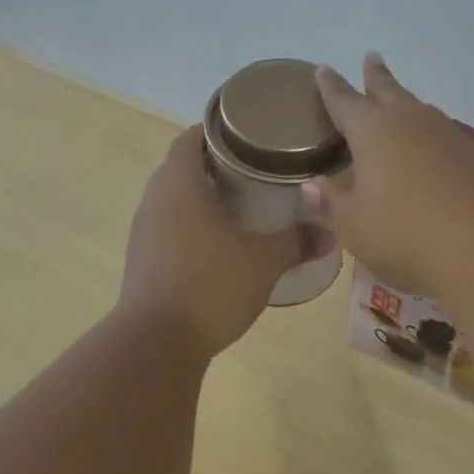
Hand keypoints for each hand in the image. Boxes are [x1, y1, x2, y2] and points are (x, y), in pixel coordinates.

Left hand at [119, 126, 306, 356]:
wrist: (157, 342)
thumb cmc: (211, 284)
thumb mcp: (264, 262)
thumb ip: (297, 242)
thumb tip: (332, 233)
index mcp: (179, 182)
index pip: (193, 137)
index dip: (220, 131)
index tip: (251, 138)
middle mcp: (154, 199)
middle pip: (183, 167)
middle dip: (217, 166)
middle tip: (257, 173)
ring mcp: (143, 231)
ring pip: (175, 200)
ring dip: (203, 199)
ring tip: (243, 207)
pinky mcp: (142, 260)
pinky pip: (169, 228)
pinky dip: (193, 227)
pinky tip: (220, 246)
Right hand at [305, 54, 473, 298]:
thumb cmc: (406, 233)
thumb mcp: (355, 224)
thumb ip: (333, 202)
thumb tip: (313, 184)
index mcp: (374, 131)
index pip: (345, 102)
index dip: (331, 87)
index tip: (323, 68)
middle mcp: (412, 122)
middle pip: (389, 91)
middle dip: (376, 77)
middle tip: (371, 57)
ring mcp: (450, 137)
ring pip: (420, 110)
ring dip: (406, 103)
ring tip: (398, 102)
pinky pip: (443, 137)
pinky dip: (429, 137)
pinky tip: (430, 150)